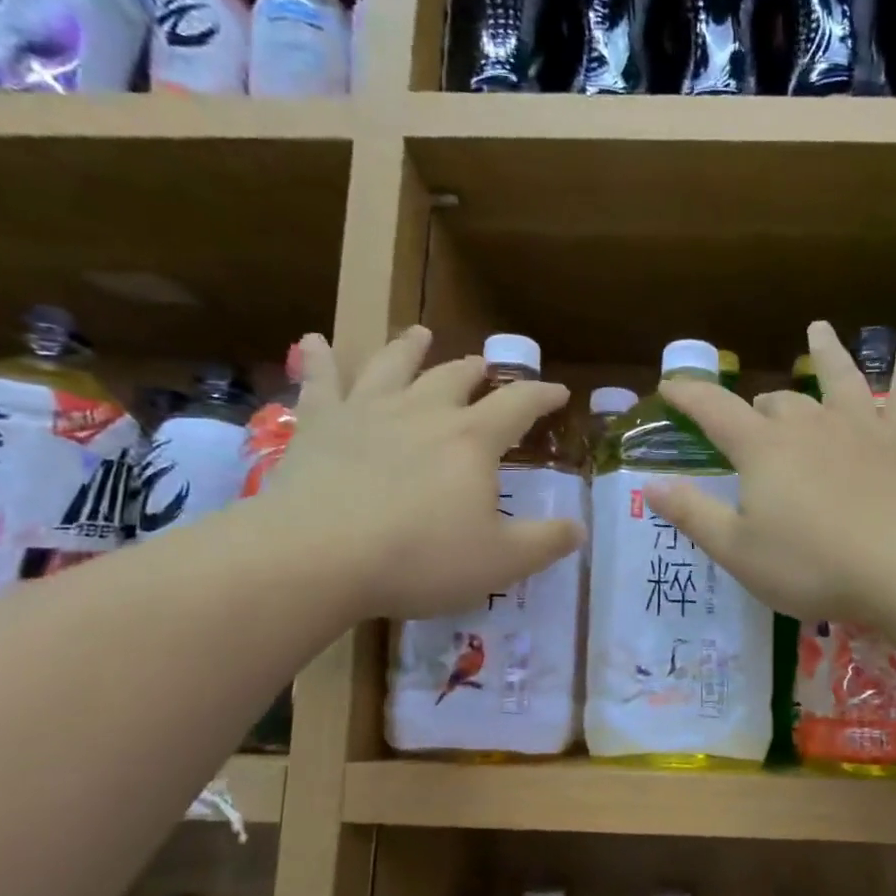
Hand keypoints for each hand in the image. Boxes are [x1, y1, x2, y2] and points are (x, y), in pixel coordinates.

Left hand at [265, 327, 582, 619]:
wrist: (319, 556)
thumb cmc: (420, 559)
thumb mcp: (500, 562)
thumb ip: (545, 543)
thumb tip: (579, 528)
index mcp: (471, 440)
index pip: (518, 404)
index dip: (542, 395)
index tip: (558, 393)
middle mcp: (423, 411)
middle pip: (455, 377)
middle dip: (476, 371)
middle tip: (484, 368)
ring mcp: (366, 411)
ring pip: (393, 364)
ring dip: (410, 348)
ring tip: (420, 333)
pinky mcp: (318, 424)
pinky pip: (319, 380)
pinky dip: (319, 357)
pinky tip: (315, 340)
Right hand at [647, 321, 895, 625]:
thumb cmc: (812, 566)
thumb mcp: (738, 551)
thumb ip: (693, 514)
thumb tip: (650, 485)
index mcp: (762, 449)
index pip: (714, 410)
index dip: (689, 395)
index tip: (669, 384)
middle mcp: (808, 424)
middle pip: (775, 402)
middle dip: (757, 408)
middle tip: (752, 423)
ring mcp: (860, 426)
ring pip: (838, 377)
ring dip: (825, 353)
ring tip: (819, 329)